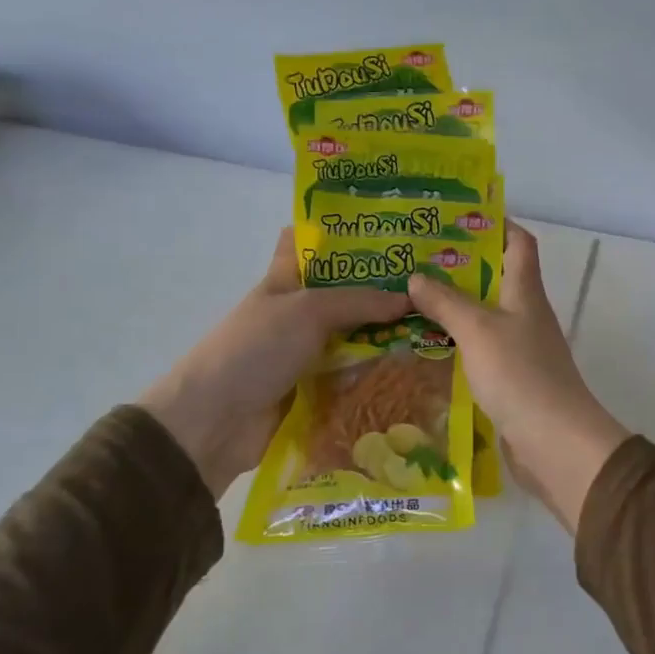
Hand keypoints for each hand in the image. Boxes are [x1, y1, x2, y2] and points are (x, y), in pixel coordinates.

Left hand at [138, 228, 408, 493]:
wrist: (214, 422)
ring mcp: (306, 351)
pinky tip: (418, 369)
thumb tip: (410, 300)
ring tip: (439, 326)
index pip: (308, 242)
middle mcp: (298, 312)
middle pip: (345, 293)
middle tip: (434, 284)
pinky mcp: (316, 388)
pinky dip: (378, 373)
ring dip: (387, 335)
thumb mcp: (307, 311)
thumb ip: (360, 301)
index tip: (387, 231)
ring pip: (354, 335)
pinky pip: (353, 374)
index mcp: (285, 280)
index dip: (341, 233)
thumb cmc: (255, 349)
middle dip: (383, 289)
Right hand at [408, 222, 628, 531]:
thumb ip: (447, 302)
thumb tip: (416, 276)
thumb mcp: (478, 330)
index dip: (495, 223)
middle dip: (459, 264)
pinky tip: (424, 344)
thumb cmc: (520, 375)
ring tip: (409, 296)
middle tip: (414, 257)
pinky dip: (455, 341)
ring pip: (483, 314)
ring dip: (453, 304)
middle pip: (496, 276)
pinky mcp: (509, 378)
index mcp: (525, 291)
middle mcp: (525, 313)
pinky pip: (478, 348)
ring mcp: (519, 347)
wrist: (555, 443)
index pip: (518, 242)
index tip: (456, 216)